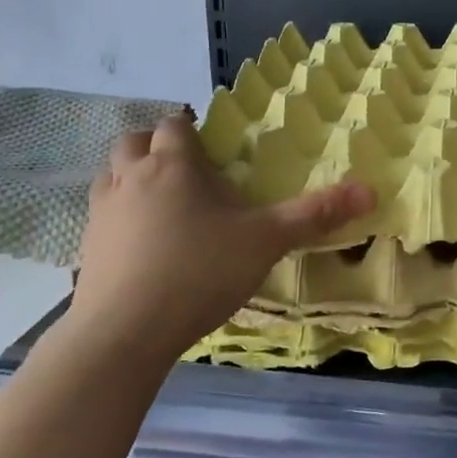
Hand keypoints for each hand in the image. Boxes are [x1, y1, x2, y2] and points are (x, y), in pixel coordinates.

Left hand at [68, 114, 374, 356]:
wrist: (125, 332)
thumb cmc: (199, 271)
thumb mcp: (266, 241)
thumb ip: (314, 214)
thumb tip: (370, 189)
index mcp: (173, 164)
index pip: (176, 125)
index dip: (192, 129)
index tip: (212, 148)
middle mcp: (130, 177)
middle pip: (135, 141)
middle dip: (157, 147)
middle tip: (187, 172)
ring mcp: (102, 212)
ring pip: (111, 175)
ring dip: (132, 178)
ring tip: (162, 204)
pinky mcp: (86, 248)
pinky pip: (101, 215)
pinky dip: (119, 217)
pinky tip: (142, 246)